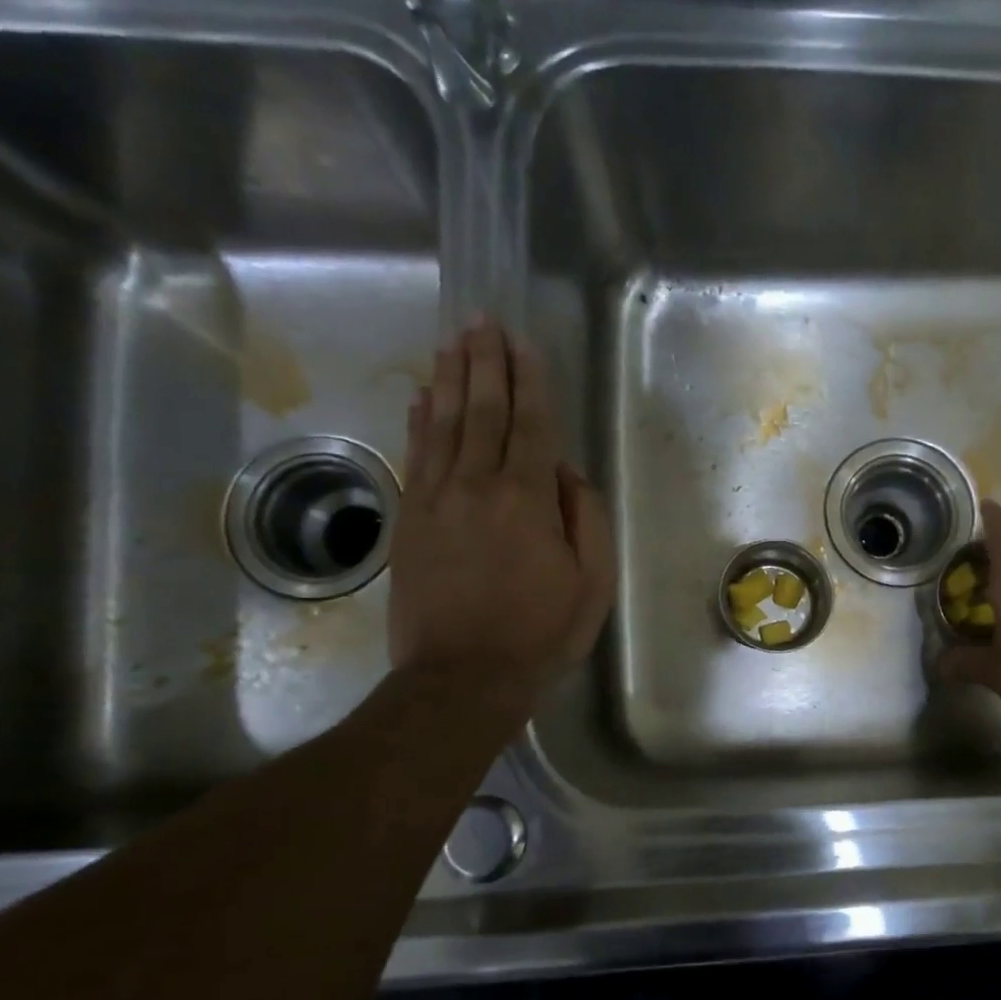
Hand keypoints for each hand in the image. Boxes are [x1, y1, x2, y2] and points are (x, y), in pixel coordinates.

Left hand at [390, 317, 613, 695]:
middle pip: (481, 411)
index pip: (530, 426)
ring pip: (442, 425)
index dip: (528, 382)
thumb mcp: (592, 583)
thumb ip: (584, 519)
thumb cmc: (540, 633)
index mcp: (526, 500)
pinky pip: (415, 456)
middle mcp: (476, 486)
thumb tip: (564, 473)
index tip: (523, 343)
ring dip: (449, 379)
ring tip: (454, 342)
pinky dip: (419, 421)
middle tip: (483, 321)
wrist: (462, 677)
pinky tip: (421, 397)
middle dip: (485, 363)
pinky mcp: (408, 521)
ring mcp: (435, 501)